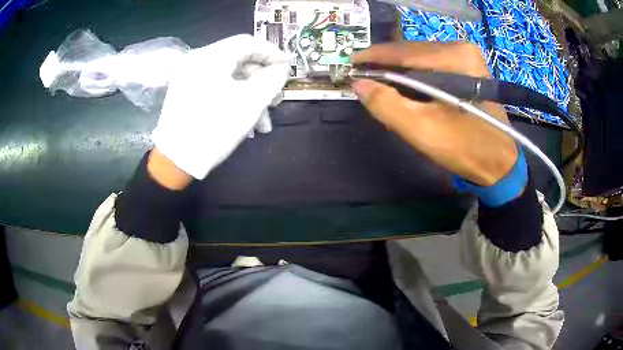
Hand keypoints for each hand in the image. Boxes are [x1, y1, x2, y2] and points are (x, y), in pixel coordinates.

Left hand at [151, 34, 289, 179]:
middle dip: (262, 81)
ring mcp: (189, 76)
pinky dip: (233, 100)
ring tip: (263, 122)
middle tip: (277, 100)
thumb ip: (272, 79)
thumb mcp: (250, 102)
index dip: (272, 53)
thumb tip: (280, 70)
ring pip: (229, 78)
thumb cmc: (214, 129)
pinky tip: (245, 122)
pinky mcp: (186, 92)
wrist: (175, 161)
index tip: (289, 68)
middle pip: (239, 61)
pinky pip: (216, 87)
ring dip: (250, 96)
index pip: (248, 43)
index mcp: (211, 56)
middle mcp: (197, 60)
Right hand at [351, 42, 517, 186]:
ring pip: (420, 57)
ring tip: (380, 82)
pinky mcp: (468, 67)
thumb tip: (359, 84)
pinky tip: (404, 85)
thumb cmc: (464, 148)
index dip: (374, 56)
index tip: (350, 64)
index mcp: (454, 58)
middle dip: (386, 64)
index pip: (404, 51)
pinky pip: (432, 64)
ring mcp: (466, 56)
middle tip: (363, 77)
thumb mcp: (422, 130)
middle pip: (412, 51)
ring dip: (399, 69)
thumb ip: (387, 105)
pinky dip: (414, 74)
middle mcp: (461, 48)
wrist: (498, 162)